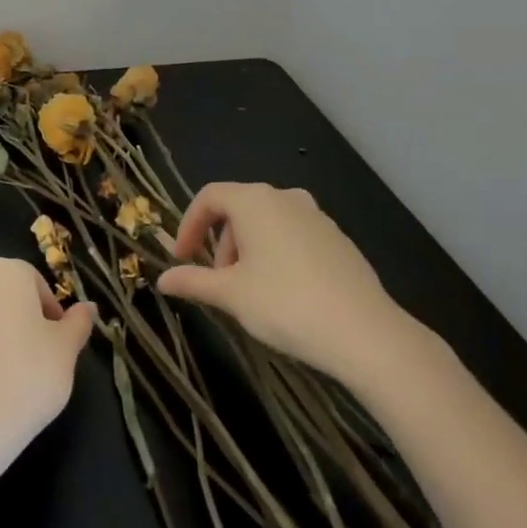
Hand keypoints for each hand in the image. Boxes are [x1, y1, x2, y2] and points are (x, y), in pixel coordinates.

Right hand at [157, 182, 426, 384]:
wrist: (364, 331)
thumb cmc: (285, 304)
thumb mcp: (231, 295)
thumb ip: (194, 282)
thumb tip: (162, 280)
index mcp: (254, 201)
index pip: (209, 196)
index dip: (189, 225)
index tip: (182, 258)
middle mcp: (285, 197)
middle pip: (239, 208)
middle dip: (220, 242)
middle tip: (218, 281)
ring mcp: (316, 216)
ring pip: (268, 222)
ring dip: (248, 249)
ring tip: (249, 291)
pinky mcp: (337, 238)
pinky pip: (294, 235)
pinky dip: (277, 253)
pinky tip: (284, 292)